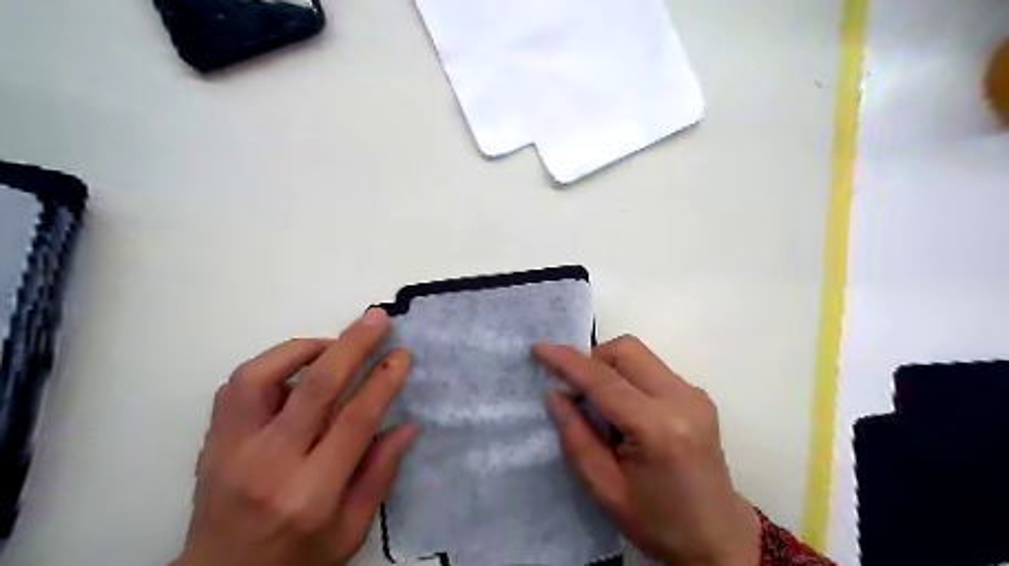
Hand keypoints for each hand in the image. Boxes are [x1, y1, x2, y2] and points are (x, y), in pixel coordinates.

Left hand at [172, 309, 417, 564]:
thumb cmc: (296, 557)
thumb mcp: (350, 531)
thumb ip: (379, 475)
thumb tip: (406, 425)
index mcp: (309, 494)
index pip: (353, 422)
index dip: (382, 382)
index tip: (401, 355)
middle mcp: (268, 465)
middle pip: (313, 388)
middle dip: (351, 345)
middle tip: (376, 319)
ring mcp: (231, 448)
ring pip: (262, 376)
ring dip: (305, 348)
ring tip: (335, 345)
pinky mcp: (213, 439)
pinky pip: (237, 385)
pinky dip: (272, 362)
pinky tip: (298, 365)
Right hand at [535, 338, 755, 565]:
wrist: (719, 538)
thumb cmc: (658, 522)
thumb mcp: (604, 489)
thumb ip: (575, 436)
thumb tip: (555, 393)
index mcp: (659, 428)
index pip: (604, 380)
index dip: (568, 361)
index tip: (539, 349)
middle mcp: (682, 399)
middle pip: (626, 350)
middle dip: (592, 358)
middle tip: (575, 389)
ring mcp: (694, 394)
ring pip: (639, 354)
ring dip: (609, 366)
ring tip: (599, 402)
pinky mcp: (697, 395)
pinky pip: (651, 368)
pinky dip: (627, 376)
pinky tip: (624, 408)